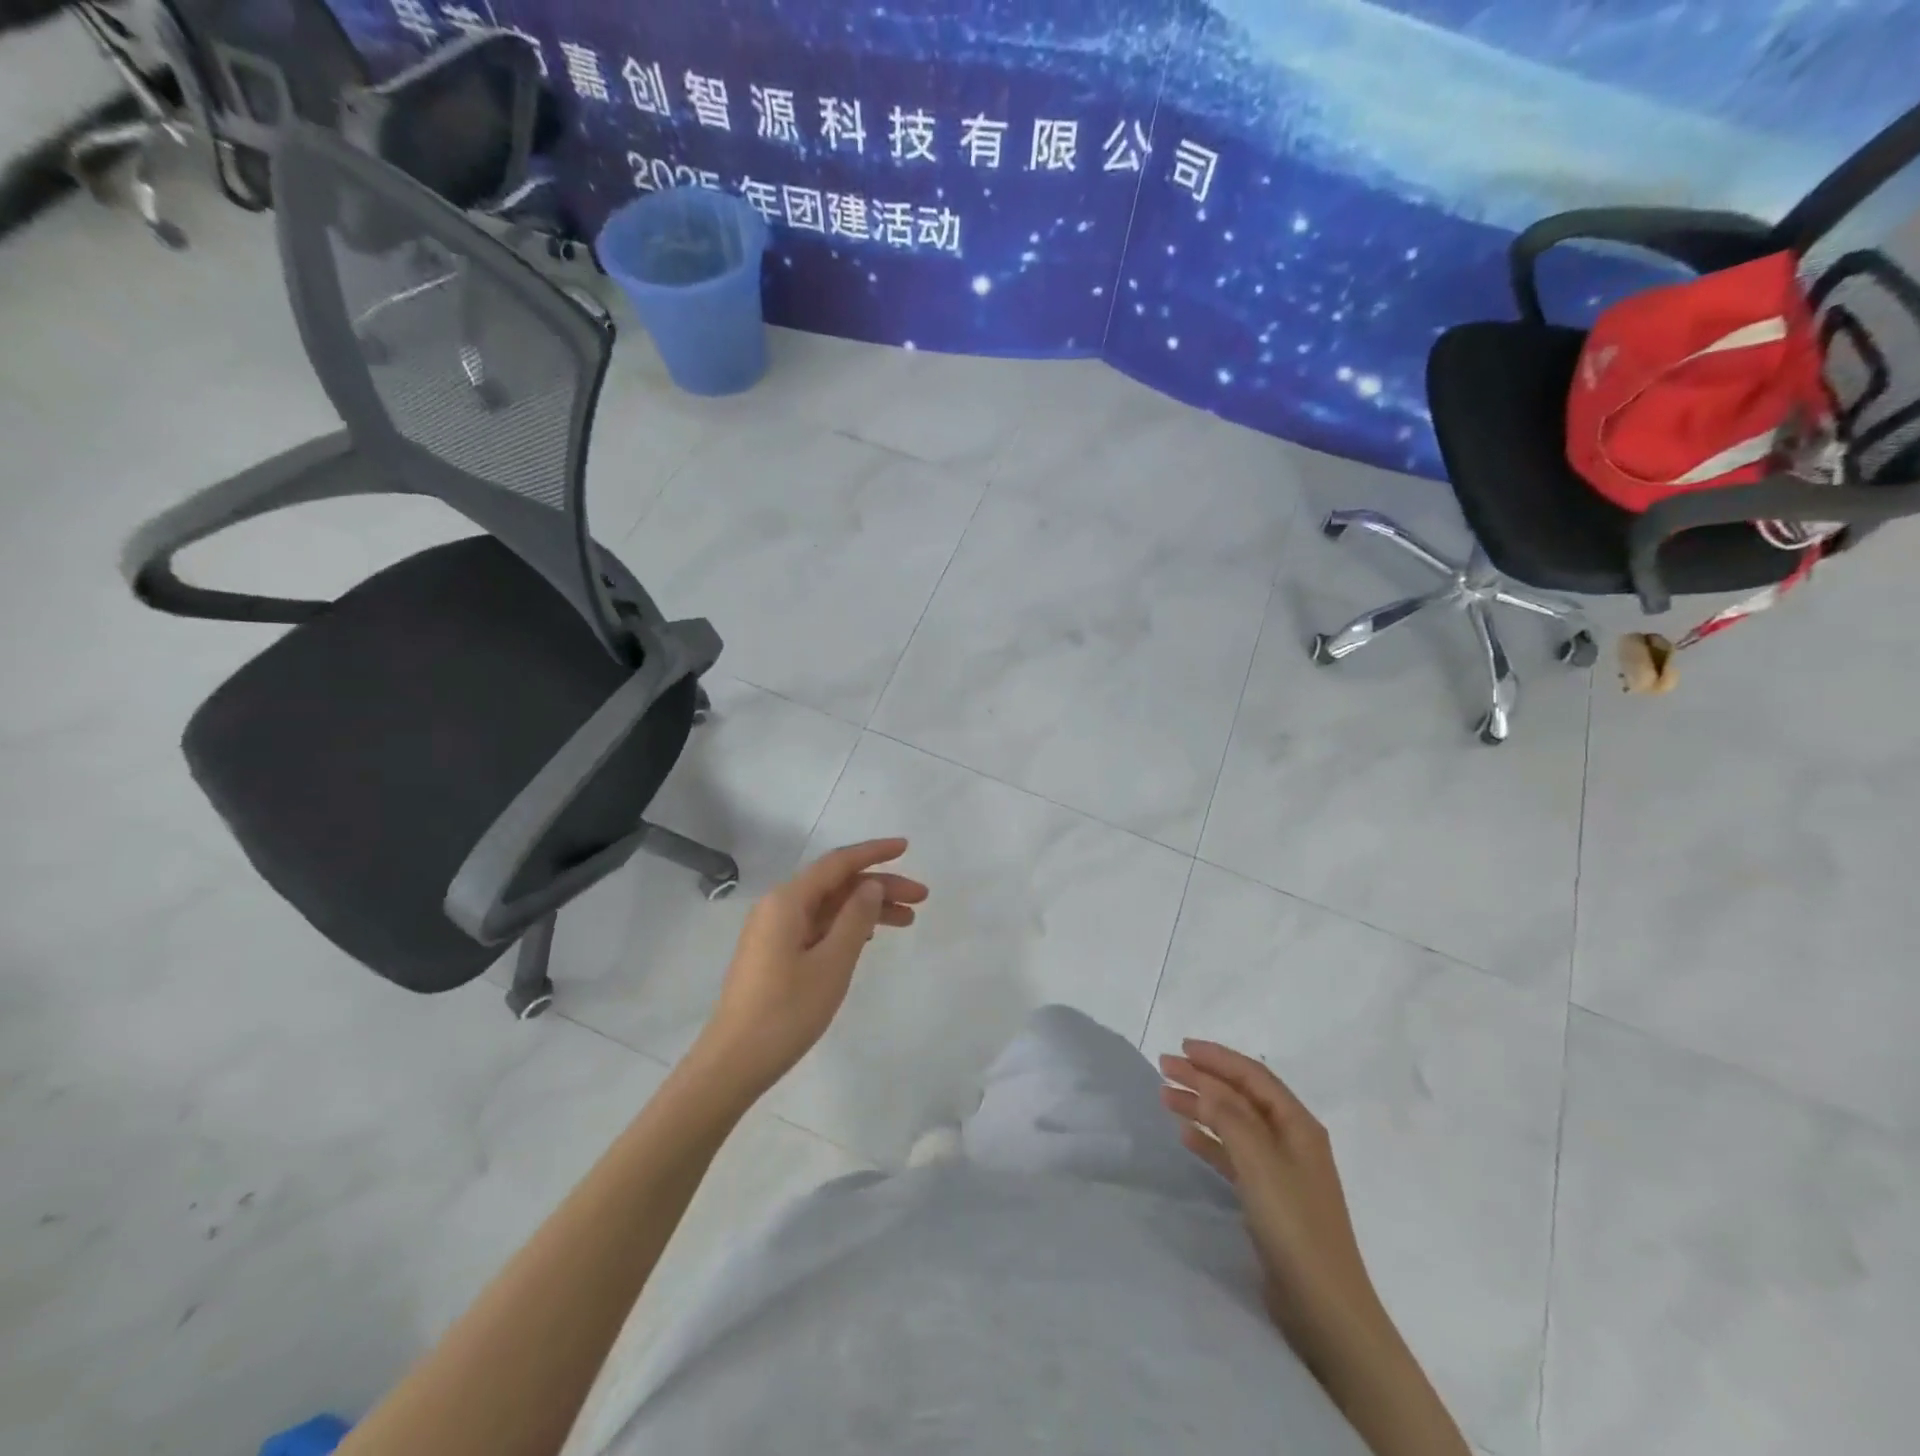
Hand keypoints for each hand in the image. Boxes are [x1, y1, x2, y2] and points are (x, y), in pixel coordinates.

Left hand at [695, 839, 926, 1096]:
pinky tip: (870, 937)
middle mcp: (778, 906)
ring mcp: (774, 930)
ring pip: (829, 906)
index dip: (874, 853)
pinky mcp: (774, 953)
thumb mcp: (832, 963)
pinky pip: (817, 925)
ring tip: (907, 921)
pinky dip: (847, 926)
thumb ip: (856, 918)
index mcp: (788, 901)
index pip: (838, 863)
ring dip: (866, 908)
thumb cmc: (786, 1011)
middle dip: (879, 886)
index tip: (906, 847)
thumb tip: (870, 884)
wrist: (733, 1062)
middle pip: (836, 884)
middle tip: (921, 898)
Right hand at [1159, 1040, 1385, 1353]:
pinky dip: (1209, 1140)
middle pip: (1241, 1096)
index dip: (1217, 1057)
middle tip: (1163, 1068)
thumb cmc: (1294, 1224)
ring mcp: (1281, 1170)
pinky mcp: (1268, 1199)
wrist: (1324, 1307)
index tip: (1181, 1047)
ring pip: (1234, 1123)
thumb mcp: (1259, 1161)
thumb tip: (1205, 1084)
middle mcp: (1291, 1140)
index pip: (1253, 1076)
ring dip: (1202, 1106)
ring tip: (1165, 1097)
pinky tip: (1186, 1137)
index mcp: (1298, 1124)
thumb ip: (1229, 1116)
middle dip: (1204, 1078)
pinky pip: (1233, 1155)